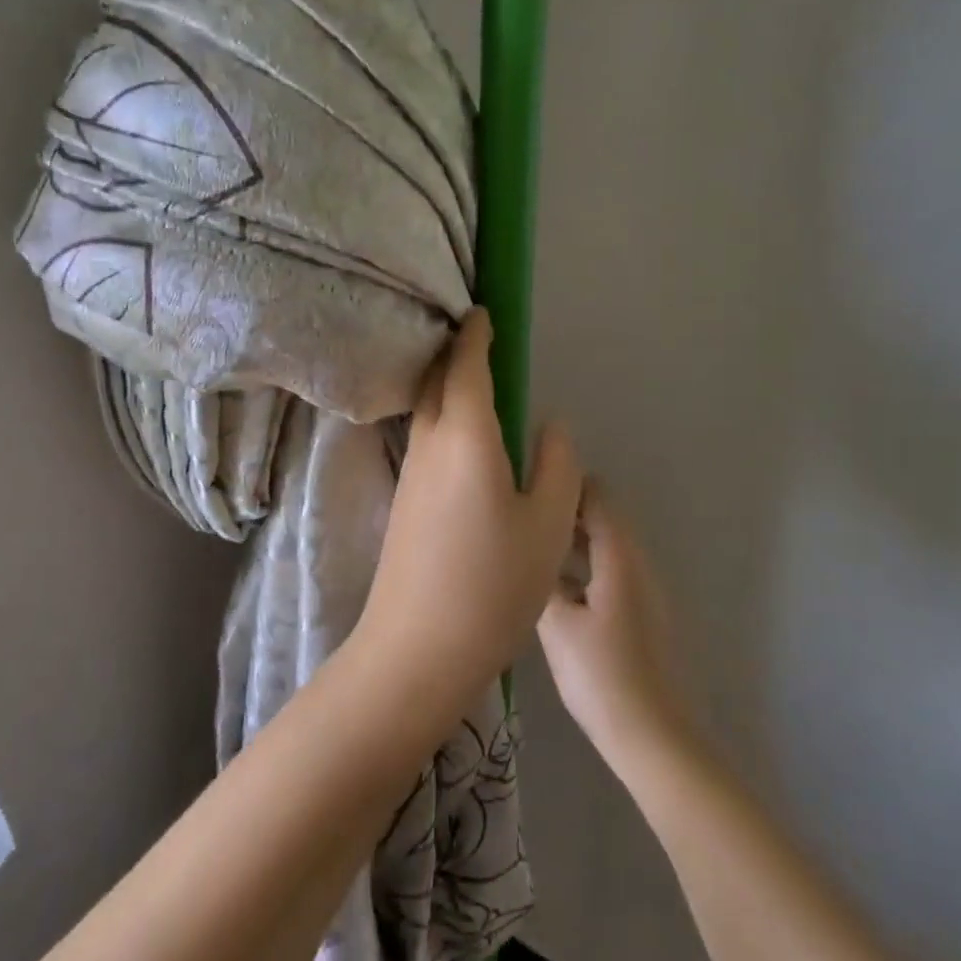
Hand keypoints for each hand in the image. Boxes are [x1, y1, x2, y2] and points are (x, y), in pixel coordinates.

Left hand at [353, 310, 582, 721]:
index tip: (483, 312)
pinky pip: (425, 439)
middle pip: (438, 381)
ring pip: (427, 410)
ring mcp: (409, 473)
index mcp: (465, 435)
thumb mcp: (548, 523)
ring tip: (478, 382)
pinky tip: (465, 440)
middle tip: (481, 339)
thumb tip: (550, 426)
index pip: (466, 366)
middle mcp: (429, 443)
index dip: (475, 335)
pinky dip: (443, 418)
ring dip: (447, 385)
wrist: (416, 648)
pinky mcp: (403, 501)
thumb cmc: (492, 582)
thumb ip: (557, 465)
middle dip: (456, 353)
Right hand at [538, 486, 697, 780]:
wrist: (652, 736)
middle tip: (517, 516)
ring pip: (603, 546)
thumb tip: (526, 547)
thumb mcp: (557, 624)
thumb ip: (541, 578)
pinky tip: (550, 586)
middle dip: (562, 510)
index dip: (563, 483)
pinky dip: (581, 565)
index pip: (596, 495)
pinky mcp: (638, 613)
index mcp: (620, 556)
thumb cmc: (602, 675)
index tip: (524, 484)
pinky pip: (607, 570)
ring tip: (526, 546)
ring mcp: (641, 589)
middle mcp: (636, 563)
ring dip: (570, 540)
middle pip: (601, 517)